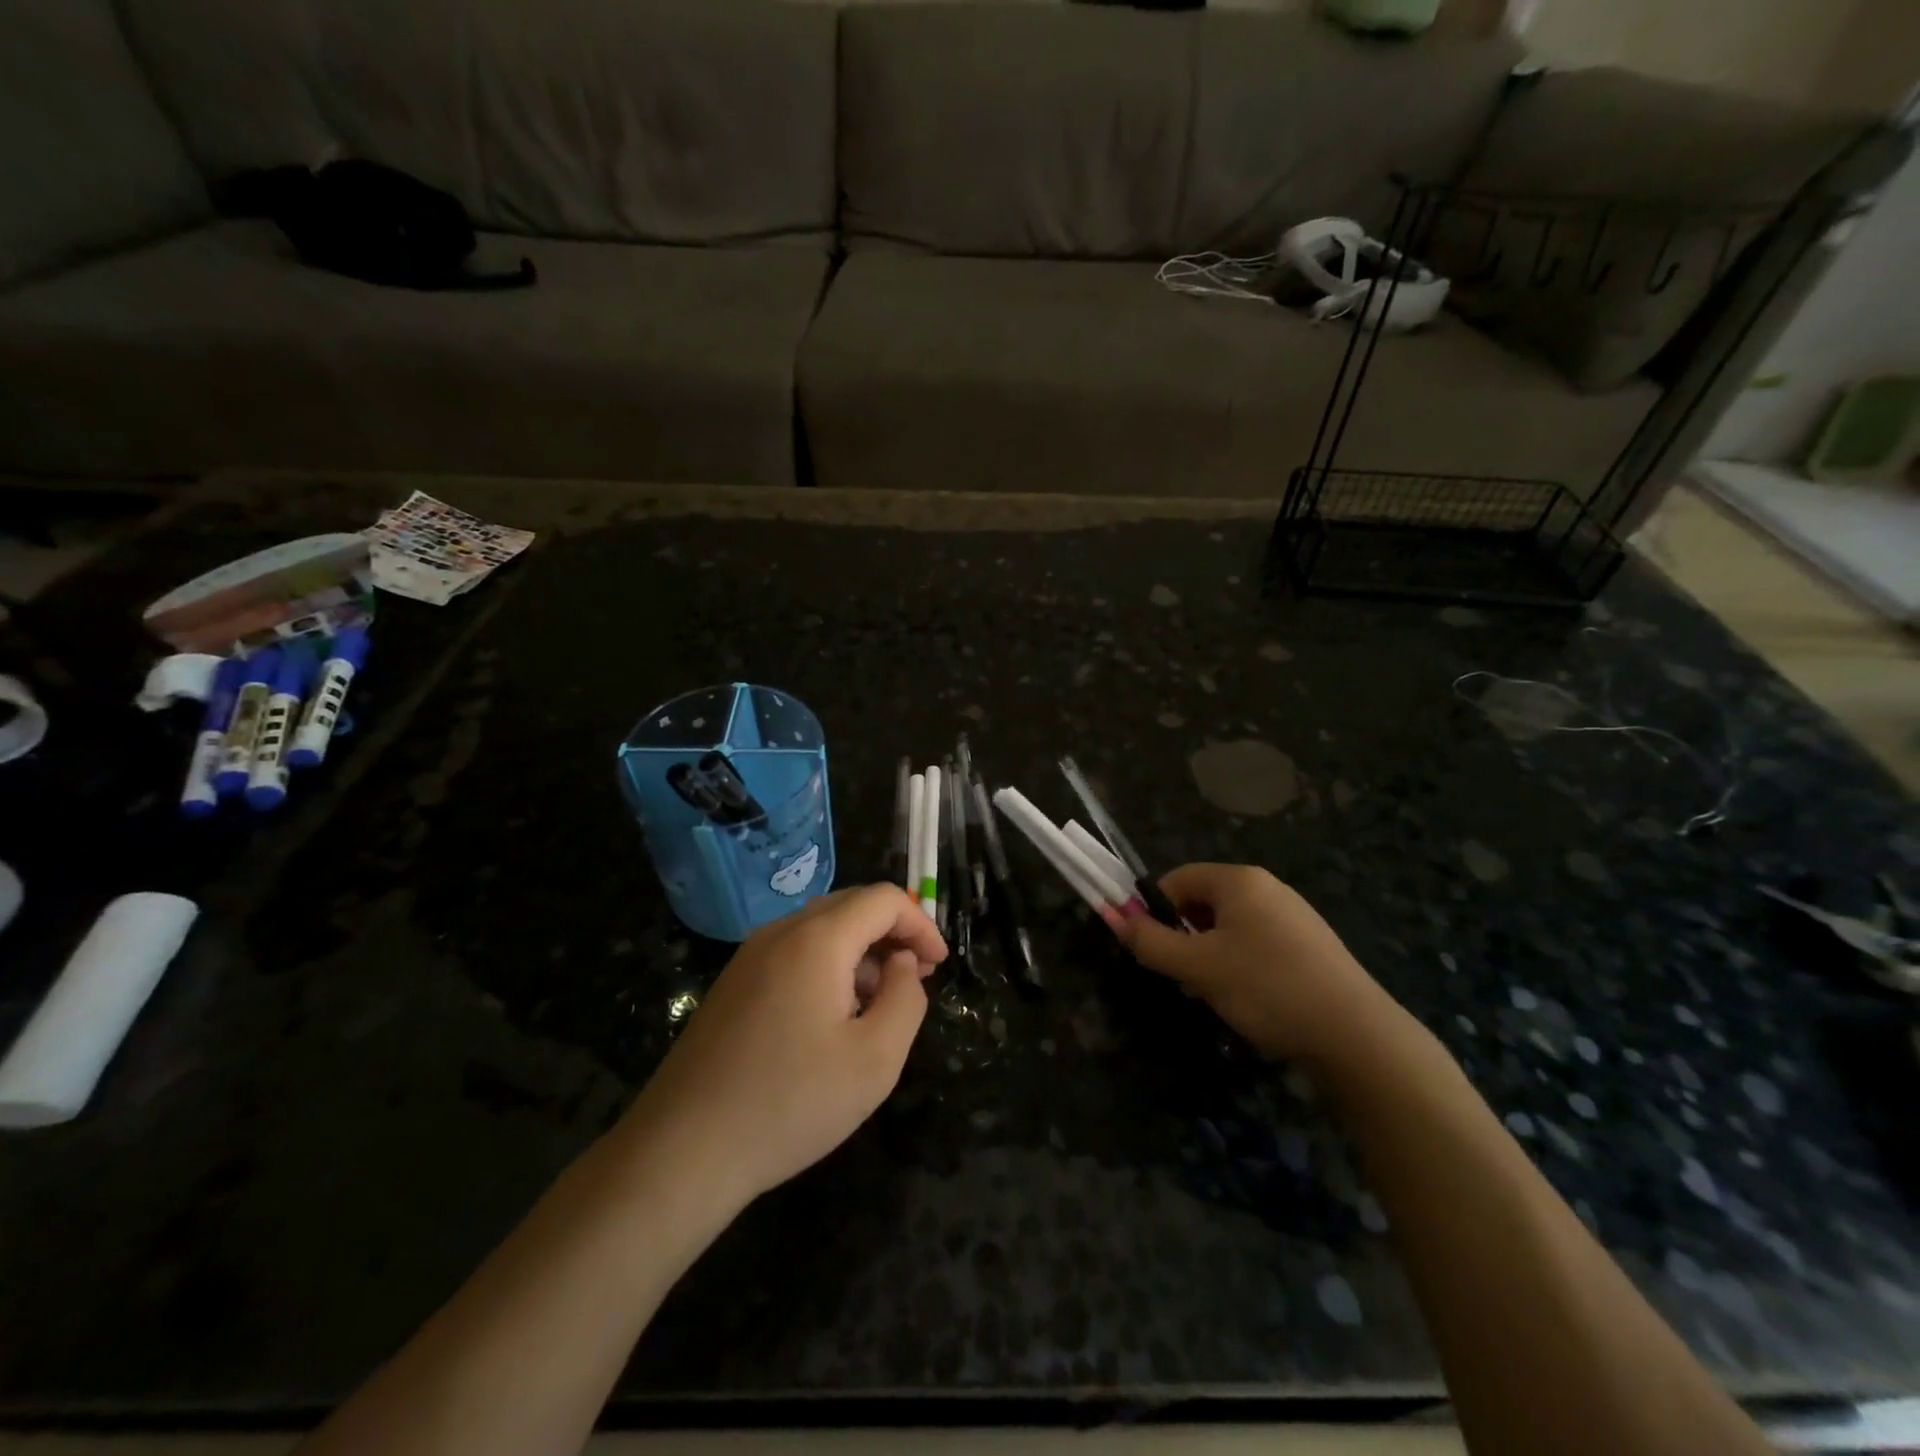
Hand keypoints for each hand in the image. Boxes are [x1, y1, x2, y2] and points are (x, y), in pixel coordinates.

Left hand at [622, 884, 946, 1211]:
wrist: (683, 1150)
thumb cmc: (790, 1103)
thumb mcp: (875, 1059)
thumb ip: (906, 999)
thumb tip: (902, 965)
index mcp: (817, 939)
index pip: (884, 899)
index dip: (921, 924)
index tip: (939, 966)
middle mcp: (780, 932)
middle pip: (851, 906)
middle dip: (893, 934)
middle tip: (917, 980)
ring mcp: (750, 957)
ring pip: (821, 930)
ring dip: (861, 952)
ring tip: (879, 1006)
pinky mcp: (733, 984)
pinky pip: (794, 954)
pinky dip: (828, 967)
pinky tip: (832, 1019)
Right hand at [1120, 864, 1397, 1066]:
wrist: (1356, 1035)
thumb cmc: (1266, 987)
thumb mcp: (1197, 967)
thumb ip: (1149, 942)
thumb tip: (1112, 917)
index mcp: (1239, 880)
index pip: (1177, 879)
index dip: (1154, 910)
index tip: (1150, 949)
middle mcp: (1268, 888)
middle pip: (1204, 902)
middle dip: (1184, 937)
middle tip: (1181, 976)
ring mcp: (1294, 916)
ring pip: (1231, 927)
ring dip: (1210, 955)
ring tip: (1214, 993)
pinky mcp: (1311, 946)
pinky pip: (1258, 944)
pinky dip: (1240, 965)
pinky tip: (1249, 1000)